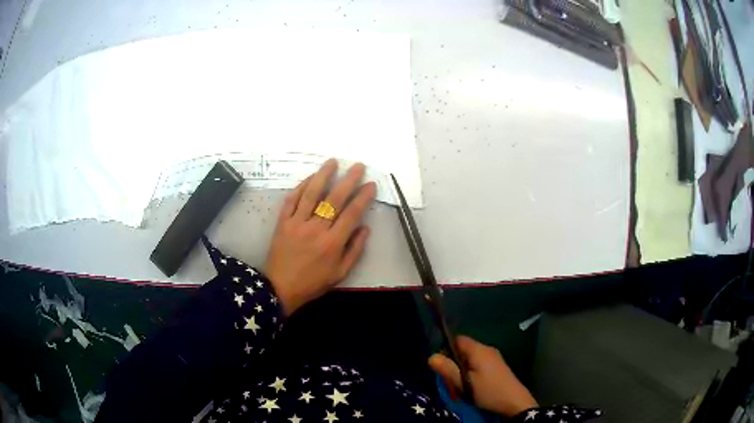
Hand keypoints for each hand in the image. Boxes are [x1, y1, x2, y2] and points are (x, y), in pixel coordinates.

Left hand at [265, 159, 375, 315]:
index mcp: (333, 243)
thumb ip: (354, 250)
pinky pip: (292, 200)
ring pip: (311, 194)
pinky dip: (301, 187)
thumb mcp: (340, 273)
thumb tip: (365, 228)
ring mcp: (297, 223)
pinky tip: (310, 178)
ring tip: (332, 162)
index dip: (363, 197)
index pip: (352, 214)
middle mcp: (316, 229)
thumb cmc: (313, 283)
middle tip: (357, 166)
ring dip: (323, 176)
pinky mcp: (282, 222)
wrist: (280, 288)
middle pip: (334, 199)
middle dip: (348, 180)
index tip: (371, 184)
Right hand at [429, 336, 537, 416]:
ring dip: (460, 374)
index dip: (446, 349)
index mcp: (478, 350)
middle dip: (453, 366)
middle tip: (450, 384)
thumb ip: (448, 369)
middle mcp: (486, 350)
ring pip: (469, 361)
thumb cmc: (488, 391)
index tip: (441, 366)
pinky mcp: (496, 368)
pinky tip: (469, 390)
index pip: (457, 339)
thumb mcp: (464, 383)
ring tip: (459, 391)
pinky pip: (477, 367)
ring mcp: (493, 359)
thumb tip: (431, 356)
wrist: (514, 402)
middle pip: (462, 351)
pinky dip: (470, 376)